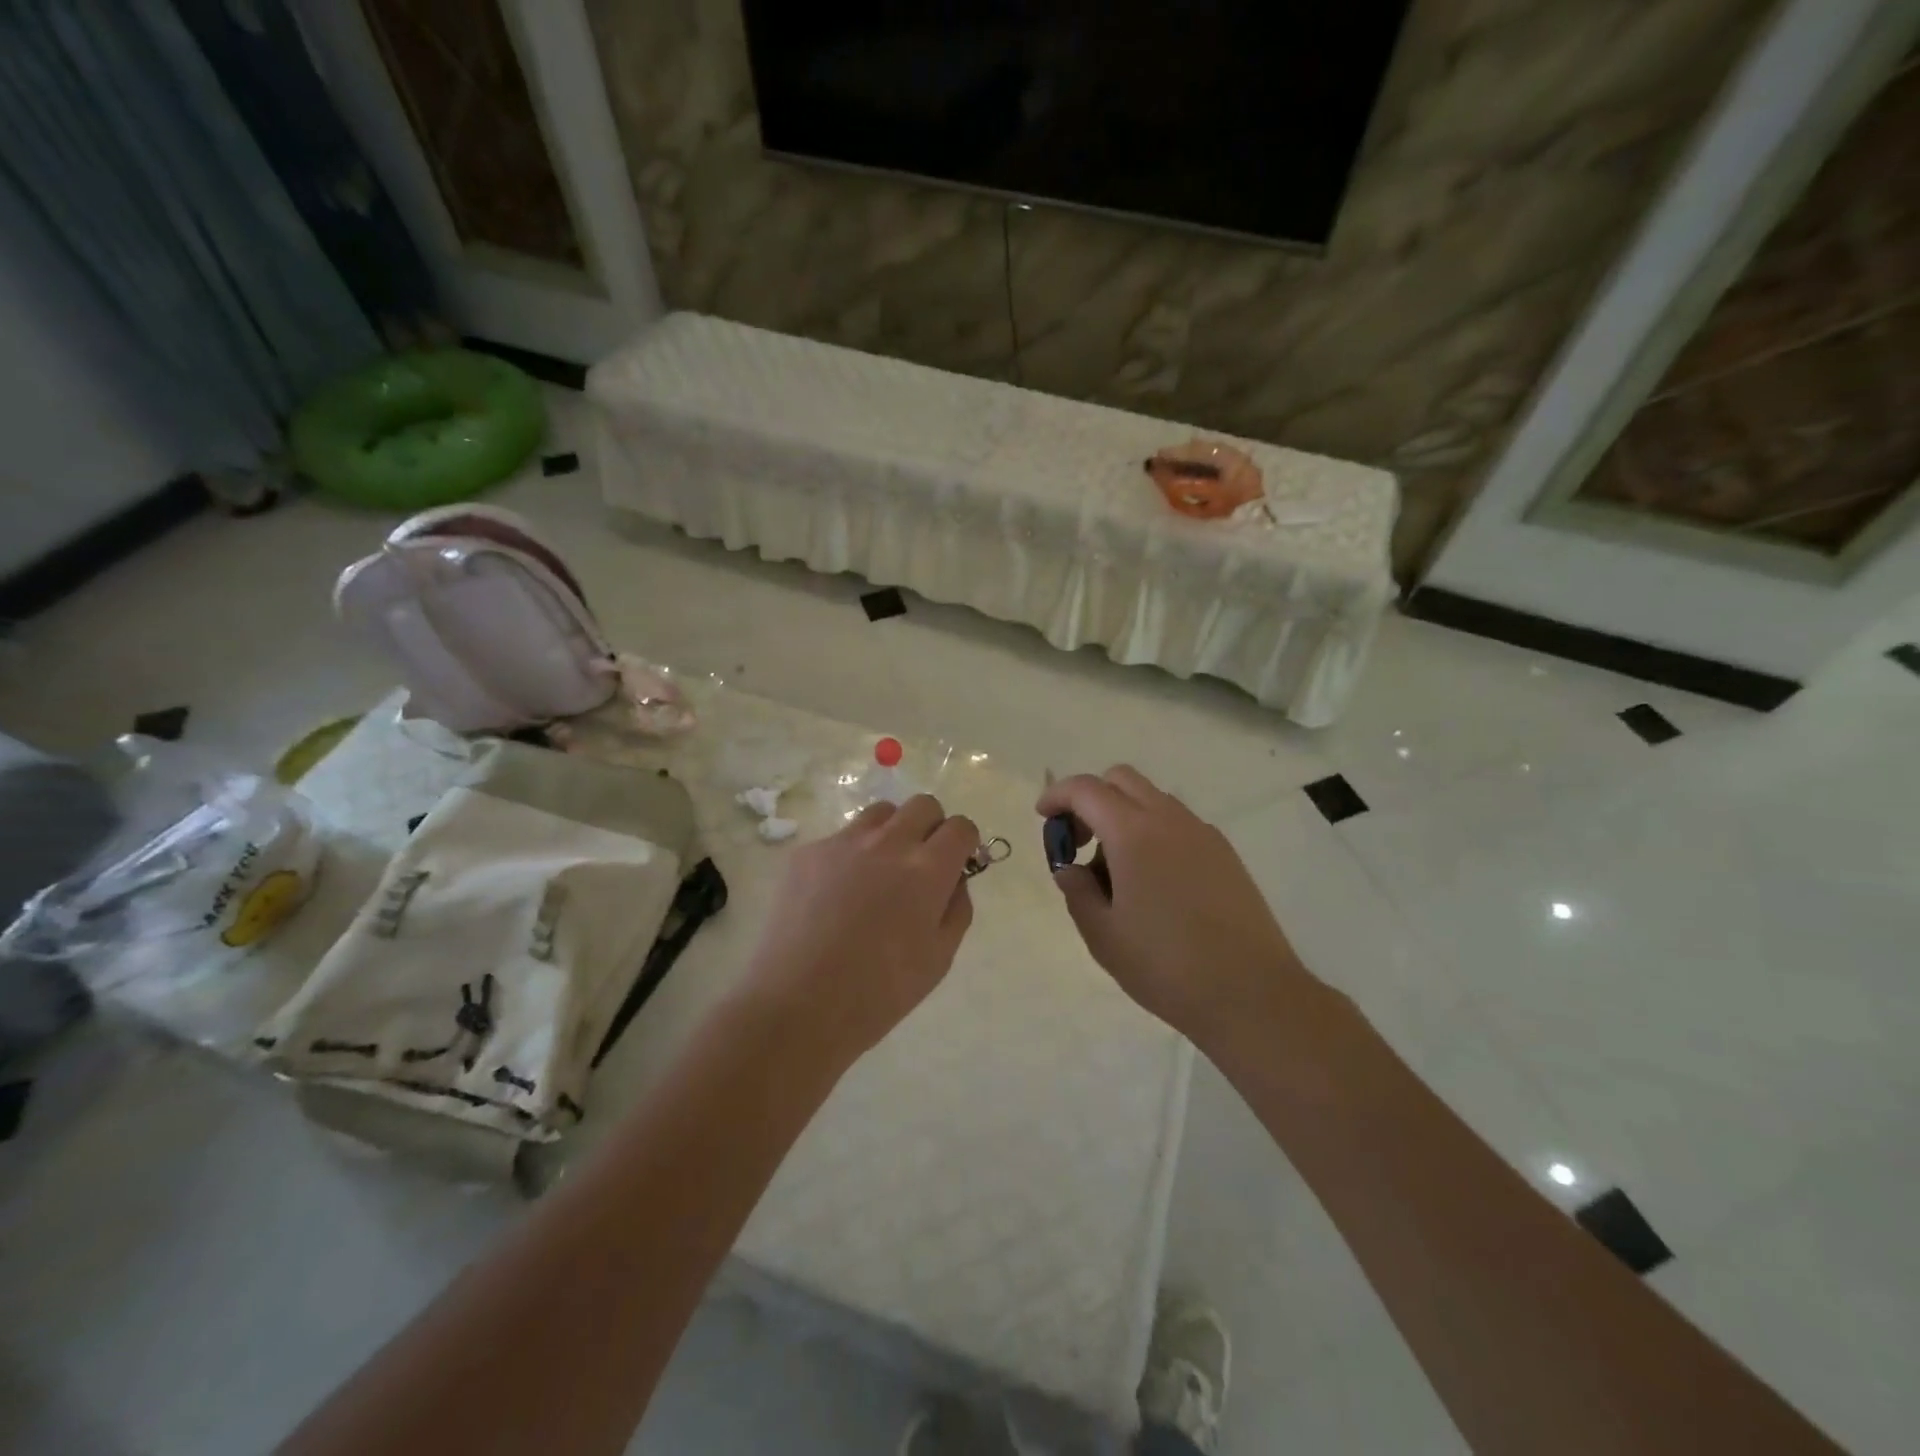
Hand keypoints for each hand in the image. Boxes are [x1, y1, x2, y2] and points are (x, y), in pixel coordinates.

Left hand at [743, 795, 979, 1064]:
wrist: (797, 1005)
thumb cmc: (879, 992)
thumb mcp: (939, 959)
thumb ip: (956, 908)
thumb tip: (954, 879)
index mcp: (927, 869)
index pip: (961, 826)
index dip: (965, 843)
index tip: (957, 864)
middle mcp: (887, 843)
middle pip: (923, 805)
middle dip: (931, 827)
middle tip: (921, 864)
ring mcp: (842, 843)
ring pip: (880, 812)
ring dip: (891, 832)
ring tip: (878, 873)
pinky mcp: (806, 852)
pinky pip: (840, 839)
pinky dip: (849, 856)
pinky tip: (835, 896)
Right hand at [1036, 766, 1315, 1047]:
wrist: (1251, 994)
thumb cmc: (1166, 966)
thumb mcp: (1103, 935)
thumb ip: (1077, 891)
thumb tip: (1071, 869)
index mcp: (1133, 833)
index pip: (1086, 789)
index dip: (1057, 795)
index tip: (1044, 818)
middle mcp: (1170, 820)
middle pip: (1122, 779)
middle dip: (1091, 798)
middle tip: (1079, 841)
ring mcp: (1203, 834)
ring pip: (1153, 799)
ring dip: (1123, 816)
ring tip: (1116, 871)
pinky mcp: (1225, 854)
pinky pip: (1178, 823)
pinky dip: (1153, 832)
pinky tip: (1154, 883)